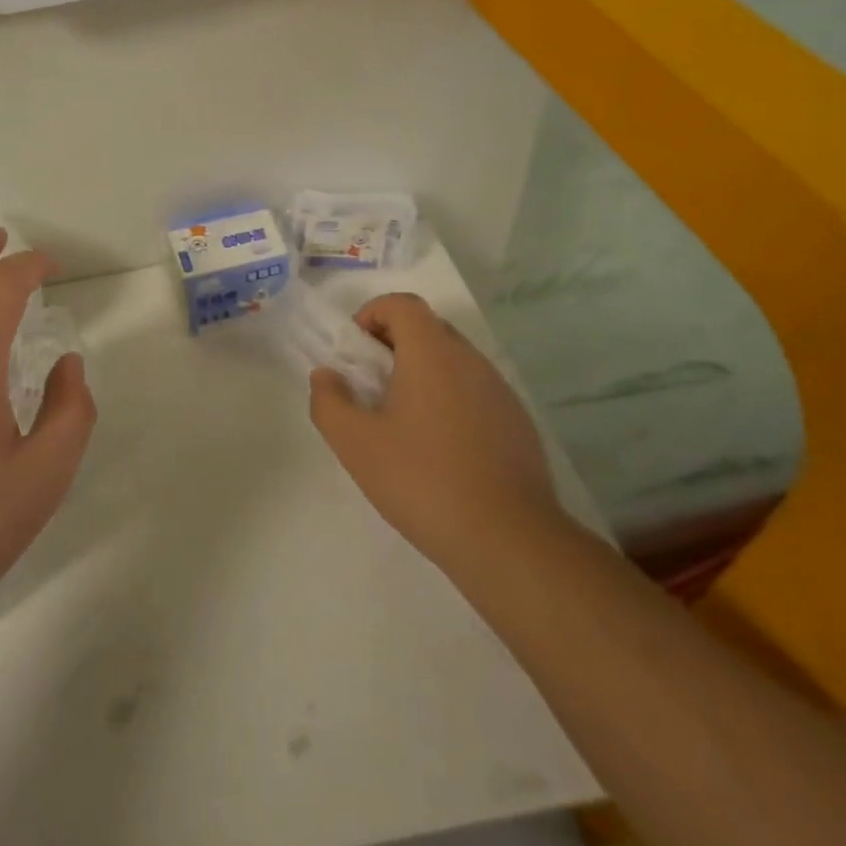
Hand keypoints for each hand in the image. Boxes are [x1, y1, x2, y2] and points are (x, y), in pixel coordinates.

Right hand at [308, 293, 564, 581]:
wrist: (509, 541)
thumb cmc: (423, 481)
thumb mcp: (355, 444)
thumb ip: (329, 401)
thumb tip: (327, 376)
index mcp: (432, 353)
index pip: (402, 304)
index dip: (372, 314)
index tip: (355, 351)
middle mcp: (471, 360)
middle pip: (428, 328)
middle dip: (393, 344)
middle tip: (371, 386)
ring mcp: (500, 391)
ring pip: (453, 361)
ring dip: (422, 373)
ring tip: (401, 421)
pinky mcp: (518, 423)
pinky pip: (475, 392)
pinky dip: (449, 400)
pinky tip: (439, 449)